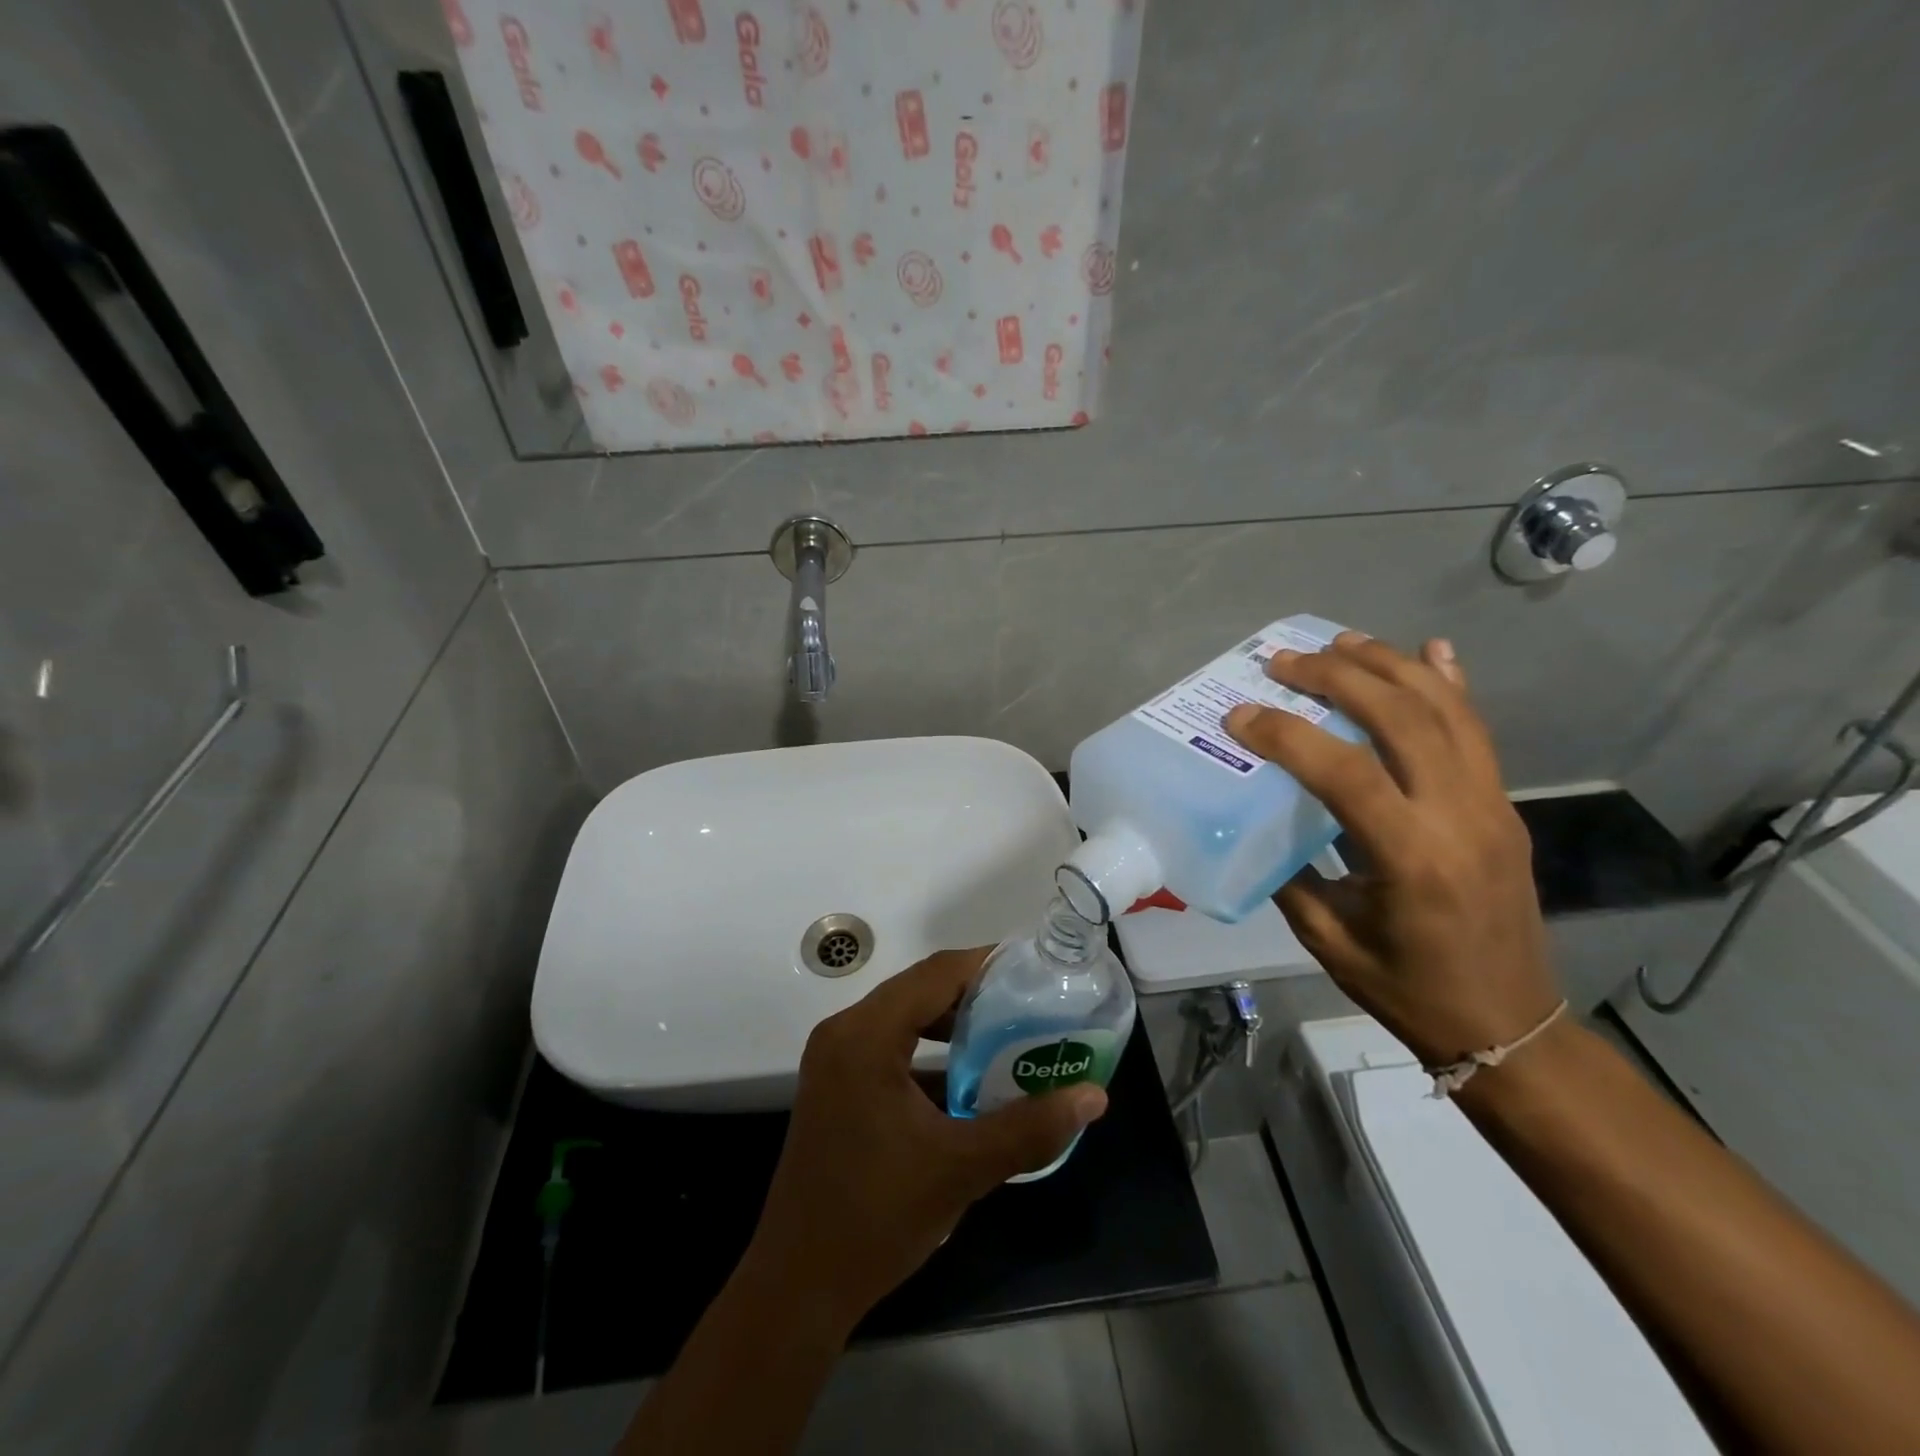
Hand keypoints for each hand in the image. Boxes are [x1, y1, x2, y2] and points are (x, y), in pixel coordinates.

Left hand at [748, 947, 1109, 1334]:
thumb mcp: (960, 1168)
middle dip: (974, 993)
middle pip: (918, 989)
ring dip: (951, 1022)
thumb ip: (1029, 1128)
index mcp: (866, 1035)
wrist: (798, 1286)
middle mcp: (844, 1032)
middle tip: (1029, 1004)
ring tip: (1005, 1035)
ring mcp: (834, 1059)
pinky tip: (965, 1078)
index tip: (1034, 969)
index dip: (987, 964)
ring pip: (903, 1017)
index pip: (935, 974)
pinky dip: (927, 1051)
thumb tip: (1093, 1096)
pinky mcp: (835, 1085)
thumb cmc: (876, 1217)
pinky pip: (888, 1046)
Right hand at [1224, 633, 1560, 1066]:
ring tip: (1341, 642)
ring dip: (1390, 666)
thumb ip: (1291, 872)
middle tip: (1284, 661)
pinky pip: (1477, 731)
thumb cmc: (1407, 989)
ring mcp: (1491, 805)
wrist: (1510, 1024)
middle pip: (1402, 717)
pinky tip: (1431, 651)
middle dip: (1337, 677)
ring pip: (1446, 710)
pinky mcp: (1503, 805)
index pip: (1344, 772)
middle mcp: (1460, 816)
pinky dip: (1451, 684)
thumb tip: (1255, 822)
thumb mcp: (1328, 937)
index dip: (1286, 734)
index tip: (1239, 716)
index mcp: (1411, 857)